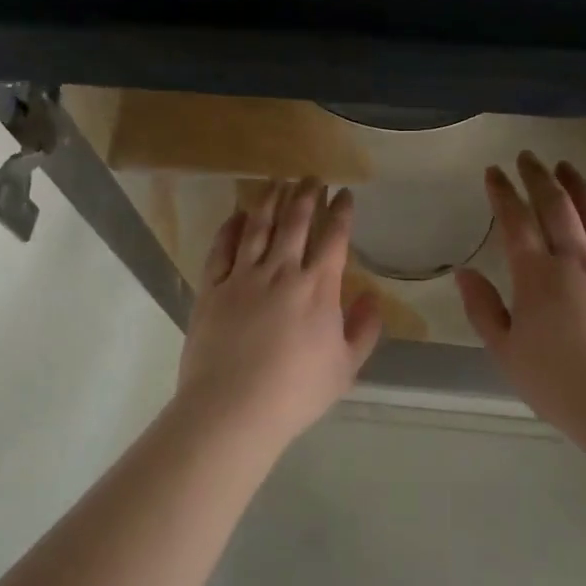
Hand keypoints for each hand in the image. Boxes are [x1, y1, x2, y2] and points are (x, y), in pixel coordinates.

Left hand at [176, 178, 383, 448]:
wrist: (233, 408)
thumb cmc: (296, 392)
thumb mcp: (345, 367)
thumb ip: (364, 329)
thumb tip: (373, 296)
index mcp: (318, 288)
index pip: (334, 238)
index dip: (341, 212)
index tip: (344, 193)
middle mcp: (281, 272)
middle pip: (295, 222)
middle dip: (306, 195)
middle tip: (312, 177)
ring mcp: (243, 277)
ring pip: (258, 226)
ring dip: (270, 200)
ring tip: (277, 182)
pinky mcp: (212, 288)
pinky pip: (222, 248)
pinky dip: (231, 227)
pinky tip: (238, 215)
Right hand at [455, 153, 585, 439]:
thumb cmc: (561, 385)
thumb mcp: (507, 353)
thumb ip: (483, 309)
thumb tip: (464, 273)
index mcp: (537, 276)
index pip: (515, 221)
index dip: (503, 192)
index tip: (494, 172)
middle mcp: (576, 259)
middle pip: (556, 206)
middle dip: (538, 177)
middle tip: (528, 157)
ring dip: (578, 186)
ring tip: (566, 167)